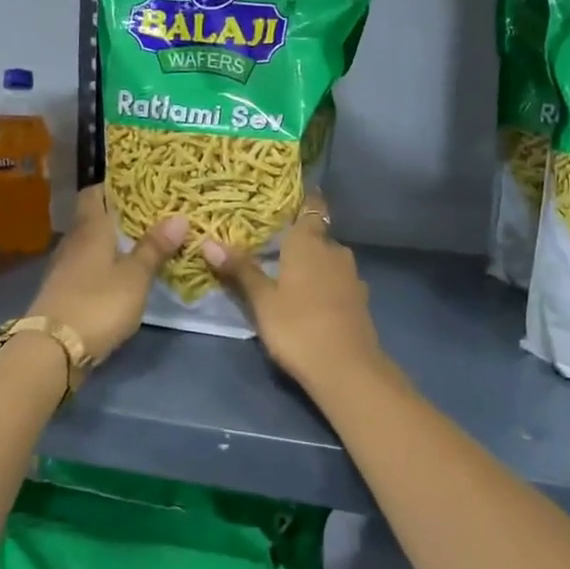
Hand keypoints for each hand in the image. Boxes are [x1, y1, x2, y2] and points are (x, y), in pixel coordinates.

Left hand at [26, 186, 185, 363]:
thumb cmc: (98, 303)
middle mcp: (74, 242)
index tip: (140, 185)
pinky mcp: (65, 292)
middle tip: (155, 214)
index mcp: (90, 228)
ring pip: (93, 245)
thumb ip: (155, 247)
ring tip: (146, 243)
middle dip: (121, 216)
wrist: (53, 350)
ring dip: (115, 243)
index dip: (114, 186)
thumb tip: (179, 217)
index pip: (94, 192)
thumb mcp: (135, 276)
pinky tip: (125, 275)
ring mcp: (66, 268)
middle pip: (95, 218)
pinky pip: (89, 268)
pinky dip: (107, 266)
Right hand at [201, 191, 382, 387]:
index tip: (284, 201)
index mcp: (310, 242)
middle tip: (271, 246)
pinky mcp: (360, 300)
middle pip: (317, 235)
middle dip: (299, 240)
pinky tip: (309, 300)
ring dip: (312, 264)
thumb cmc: (298, 327)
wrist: (347, 369)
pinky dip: (325, 285)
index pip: (312, 206)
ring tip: (287, 274)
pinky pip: (338, 281)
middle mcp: (335, 251)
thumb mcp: (262, 300)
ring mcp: (352, 276)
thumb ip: (240, 270)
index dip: (303, 200)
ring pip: (329, 260)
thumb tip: (209, 242)